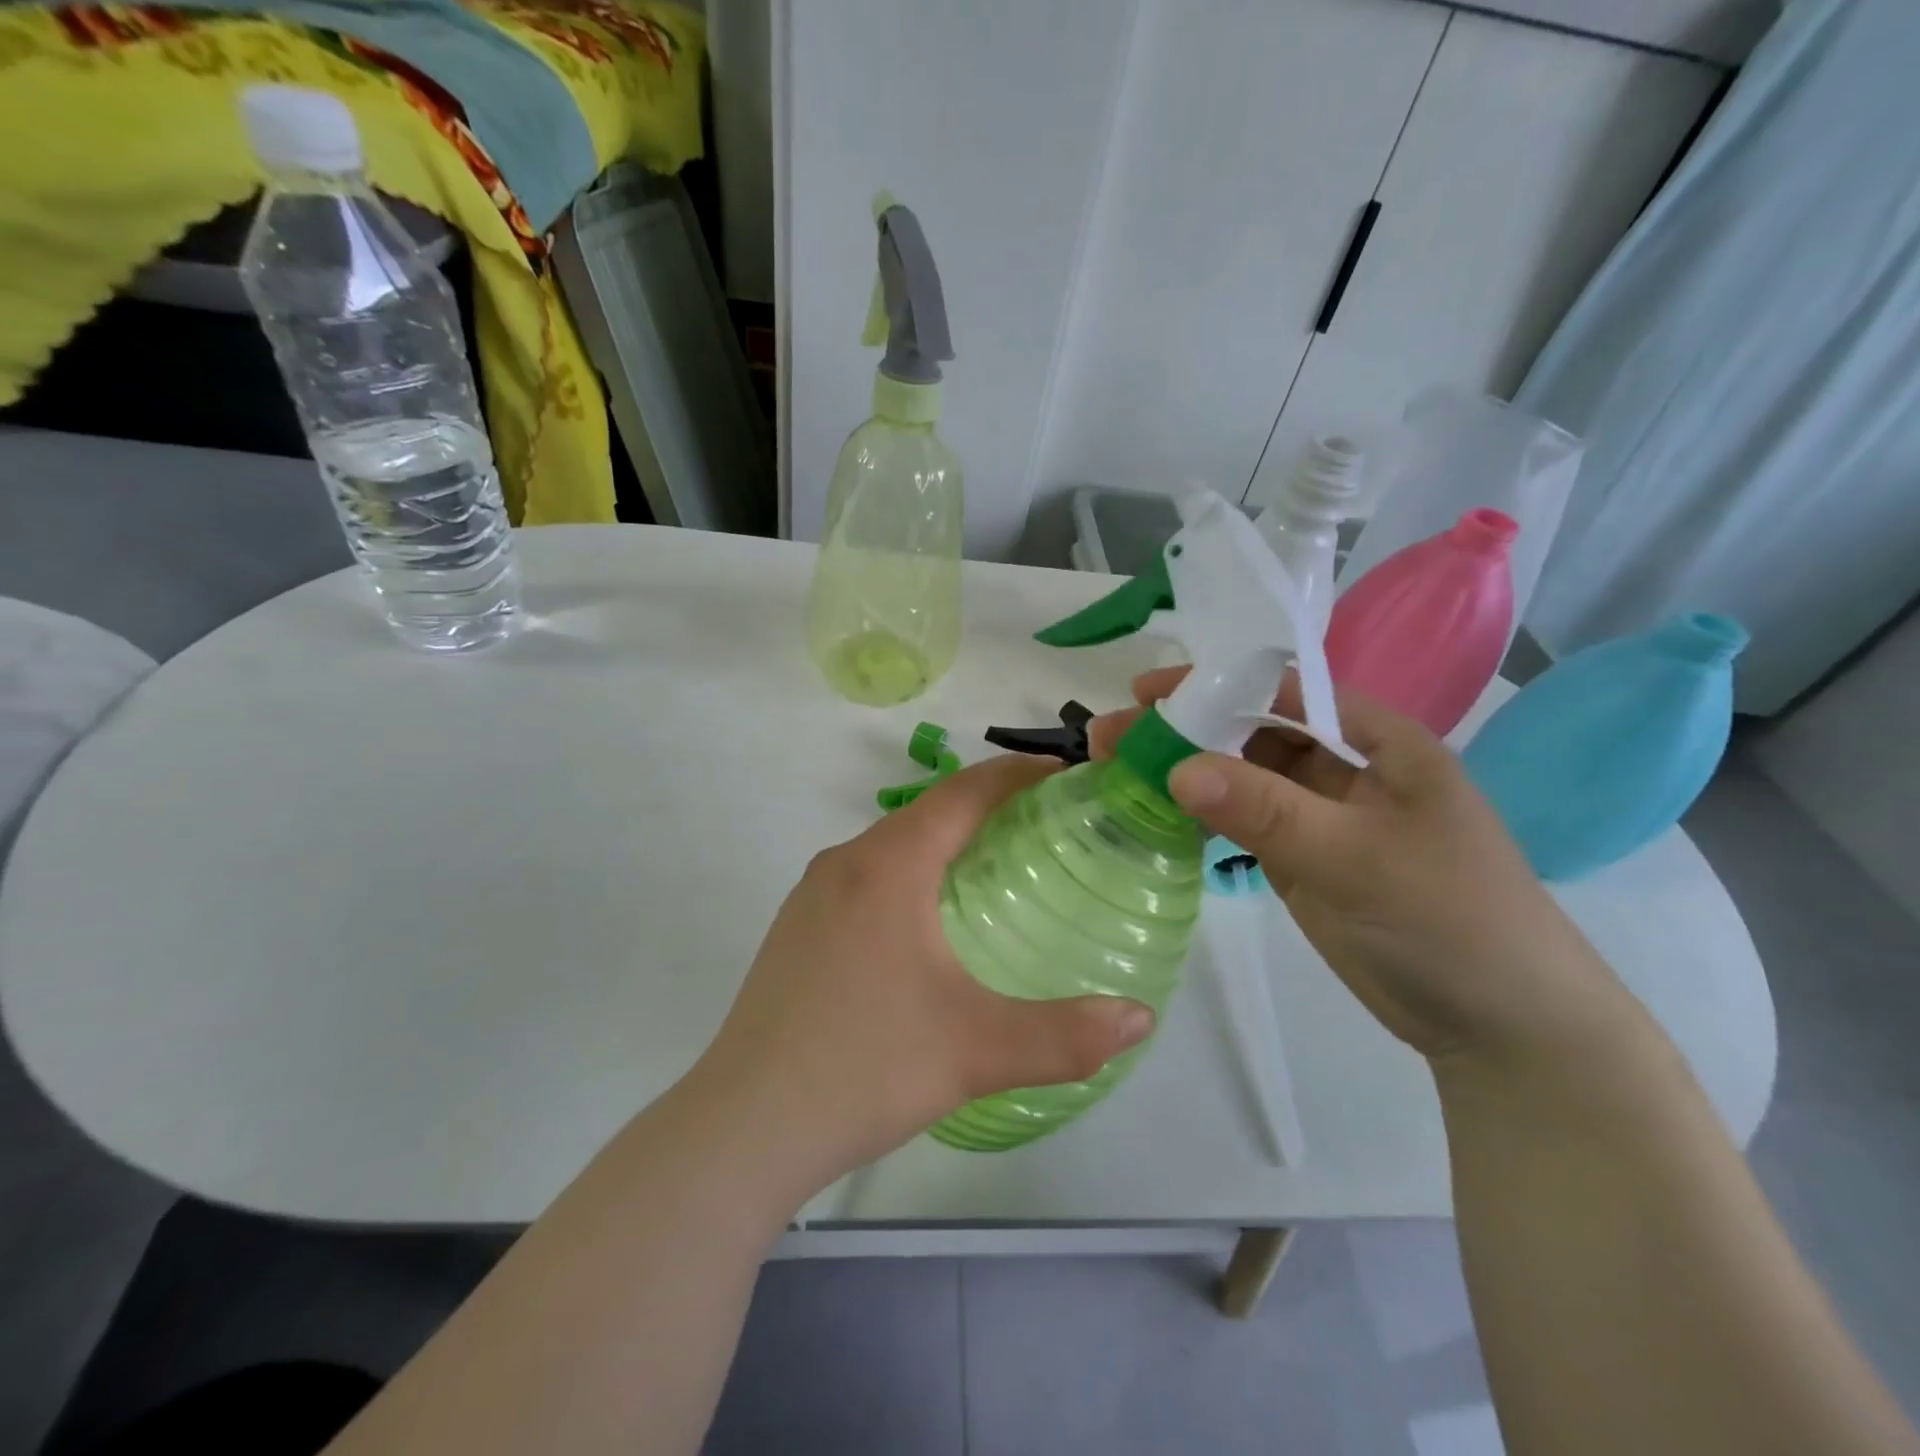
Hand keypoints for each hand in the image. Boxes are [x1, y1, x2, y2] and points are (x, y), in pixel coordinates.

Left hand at [691, 756, 1155, 1187]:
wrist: (744, 1126)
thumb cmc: (865, 1067)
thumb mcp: (977, 1051)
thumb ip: (1067, 1034)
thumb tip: (1140, 1018)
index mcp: (888, 866)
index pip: (963, 793)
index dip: (1017, 776)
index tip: (1065, 775)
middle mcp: (845, 863)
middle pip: (927, 813)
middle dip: (987, 808)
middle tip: (1046, 829)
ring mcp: (811, 896)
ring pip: (892, 846)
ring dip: (944, 843)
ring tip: (996, 870)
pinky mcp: (795, 930)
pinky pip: (865, 878)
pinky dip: (909, 875)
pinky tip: (927, 925)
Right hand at [1092, 667, 1630, 1063]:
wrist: (1499, 1026)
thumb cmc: (1448, 918)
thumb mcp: (1356, 856)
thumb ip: (1265, 809)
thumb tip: (1177, 767)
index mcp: (1377, 741)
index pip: (1286, 689)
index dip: (1217, 683)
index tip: (1148, 691)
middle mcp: (1344, 767)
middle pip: (1251, 731)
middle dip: (1184, 728)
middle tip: (1111, 736)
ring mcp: (1318, 816)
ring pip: (1239, 778)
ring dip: (1183, 771)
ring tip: (1116, 770)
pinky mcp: (1300, 859)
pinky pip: (1239, 823)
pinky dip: (1198, 816)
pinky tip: (1152, 812)